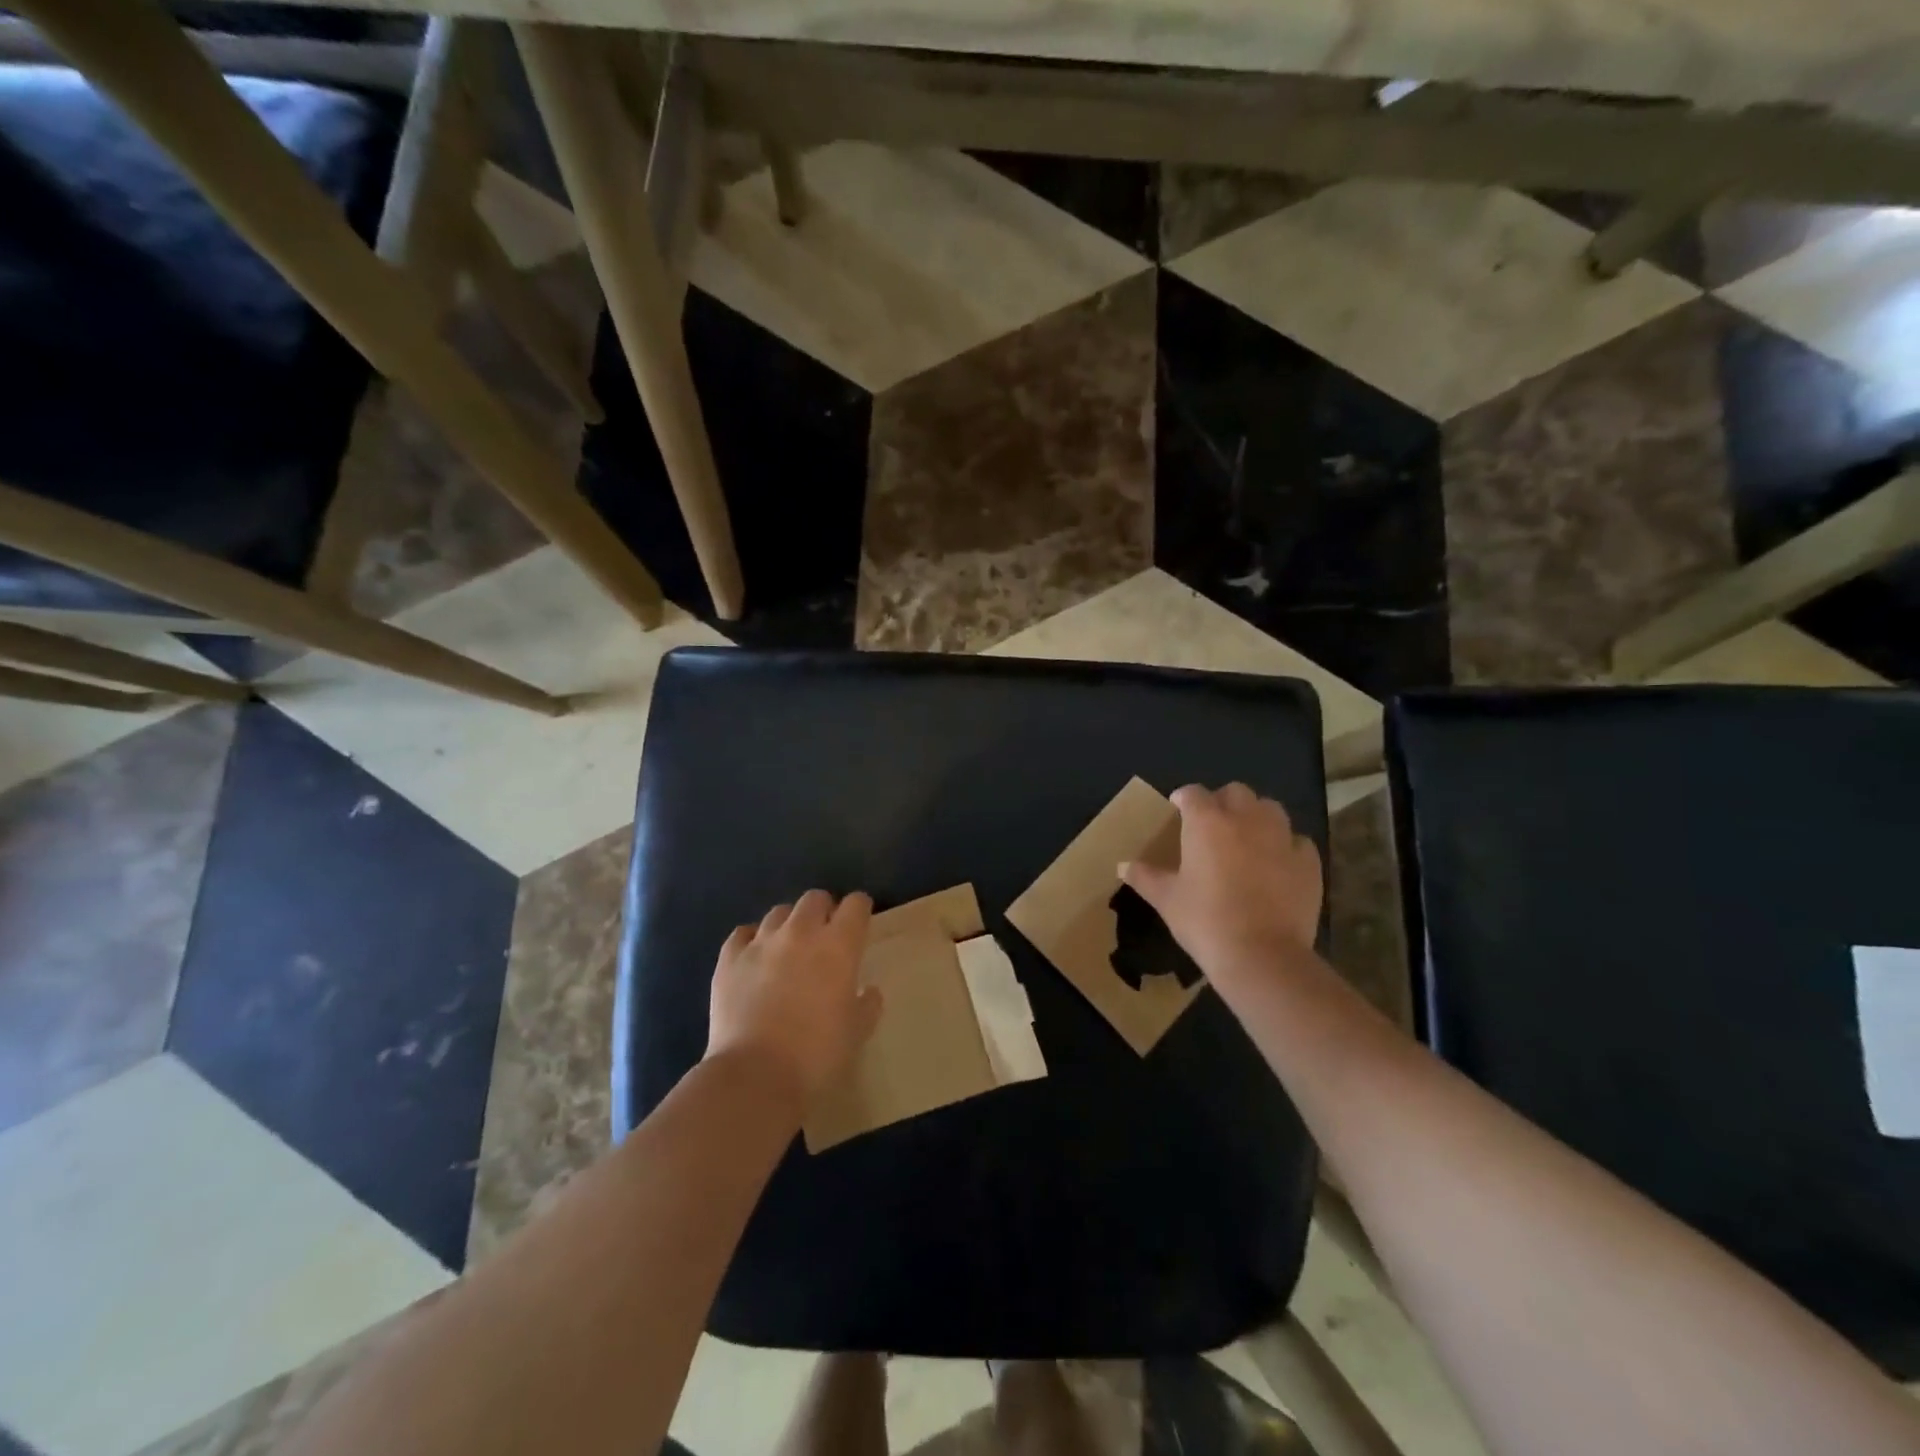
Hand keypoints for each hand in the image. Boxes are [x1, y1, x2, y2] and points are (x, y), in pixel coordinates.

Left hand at [706, 890, 881, 1102]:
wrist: (755, 1076)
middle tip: (825, 936)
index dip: (860, 910)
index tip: (860, 923)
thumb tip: (868, 991)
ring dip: (789, 924)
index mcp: (839, 945)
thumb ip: (867, 1005)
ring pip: (779, 912)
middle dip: (824, 911)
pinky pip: (742, 934)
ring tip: (788, 947)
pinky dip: (752, 940)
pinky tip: (754, 958)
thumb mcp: (857, 1032)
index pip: (855, 905)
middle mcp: (801, 932)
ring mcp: (761, 942)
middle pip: (815, 898)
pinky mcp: (729, 959)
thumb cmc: (817, 1055)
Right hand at [1121, 783, 1322, 1003]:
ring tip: (1247, 838)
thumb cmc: (1205, 921)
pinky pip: (1297, 841)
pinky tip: (1277, 864)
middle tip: (1212, 824)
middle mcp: (1246, 819)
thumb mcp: (1167, 900)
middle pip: (1236, 792)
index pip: (1192, 793)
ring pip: (1271, 809)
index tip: (1177, 809)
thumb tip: (1123, 865)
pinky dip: (1286, 846)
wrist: (1261, 956)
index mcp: (1207, 822)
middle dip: (1223, 801)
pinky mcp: (1309, 862)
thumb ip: (1145, 877)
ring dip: (1257, 816)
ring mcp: (1282, 838)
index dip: (1183, 798)